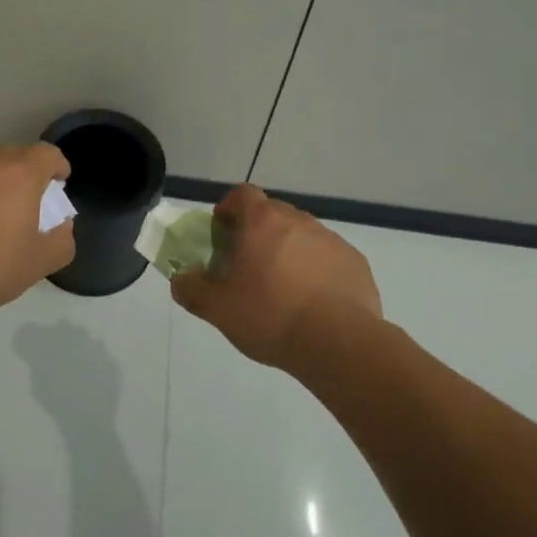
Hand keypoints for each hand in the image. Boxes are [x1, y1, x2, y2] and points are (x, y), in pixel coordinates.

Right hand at [170, 184, 381, 370]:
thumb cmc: (270, 316)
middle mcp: (298, 220)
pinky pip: (327, 257)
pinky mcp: (355, 262)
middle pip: (272, 213)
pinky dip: (316, 270)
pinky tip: (313, 302)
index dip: (229, 208)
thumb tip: (180, 280)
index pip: (242, 194)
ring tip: (282, 289)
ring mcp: (330, 239)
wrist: (338, 343)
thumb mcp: (218, 309)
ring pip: (301, 235)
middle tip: (248, 266)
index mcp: (262, 221)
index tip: (223, 234)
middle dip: (257, 232)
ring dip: (288, 251)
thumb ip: (192, 290)